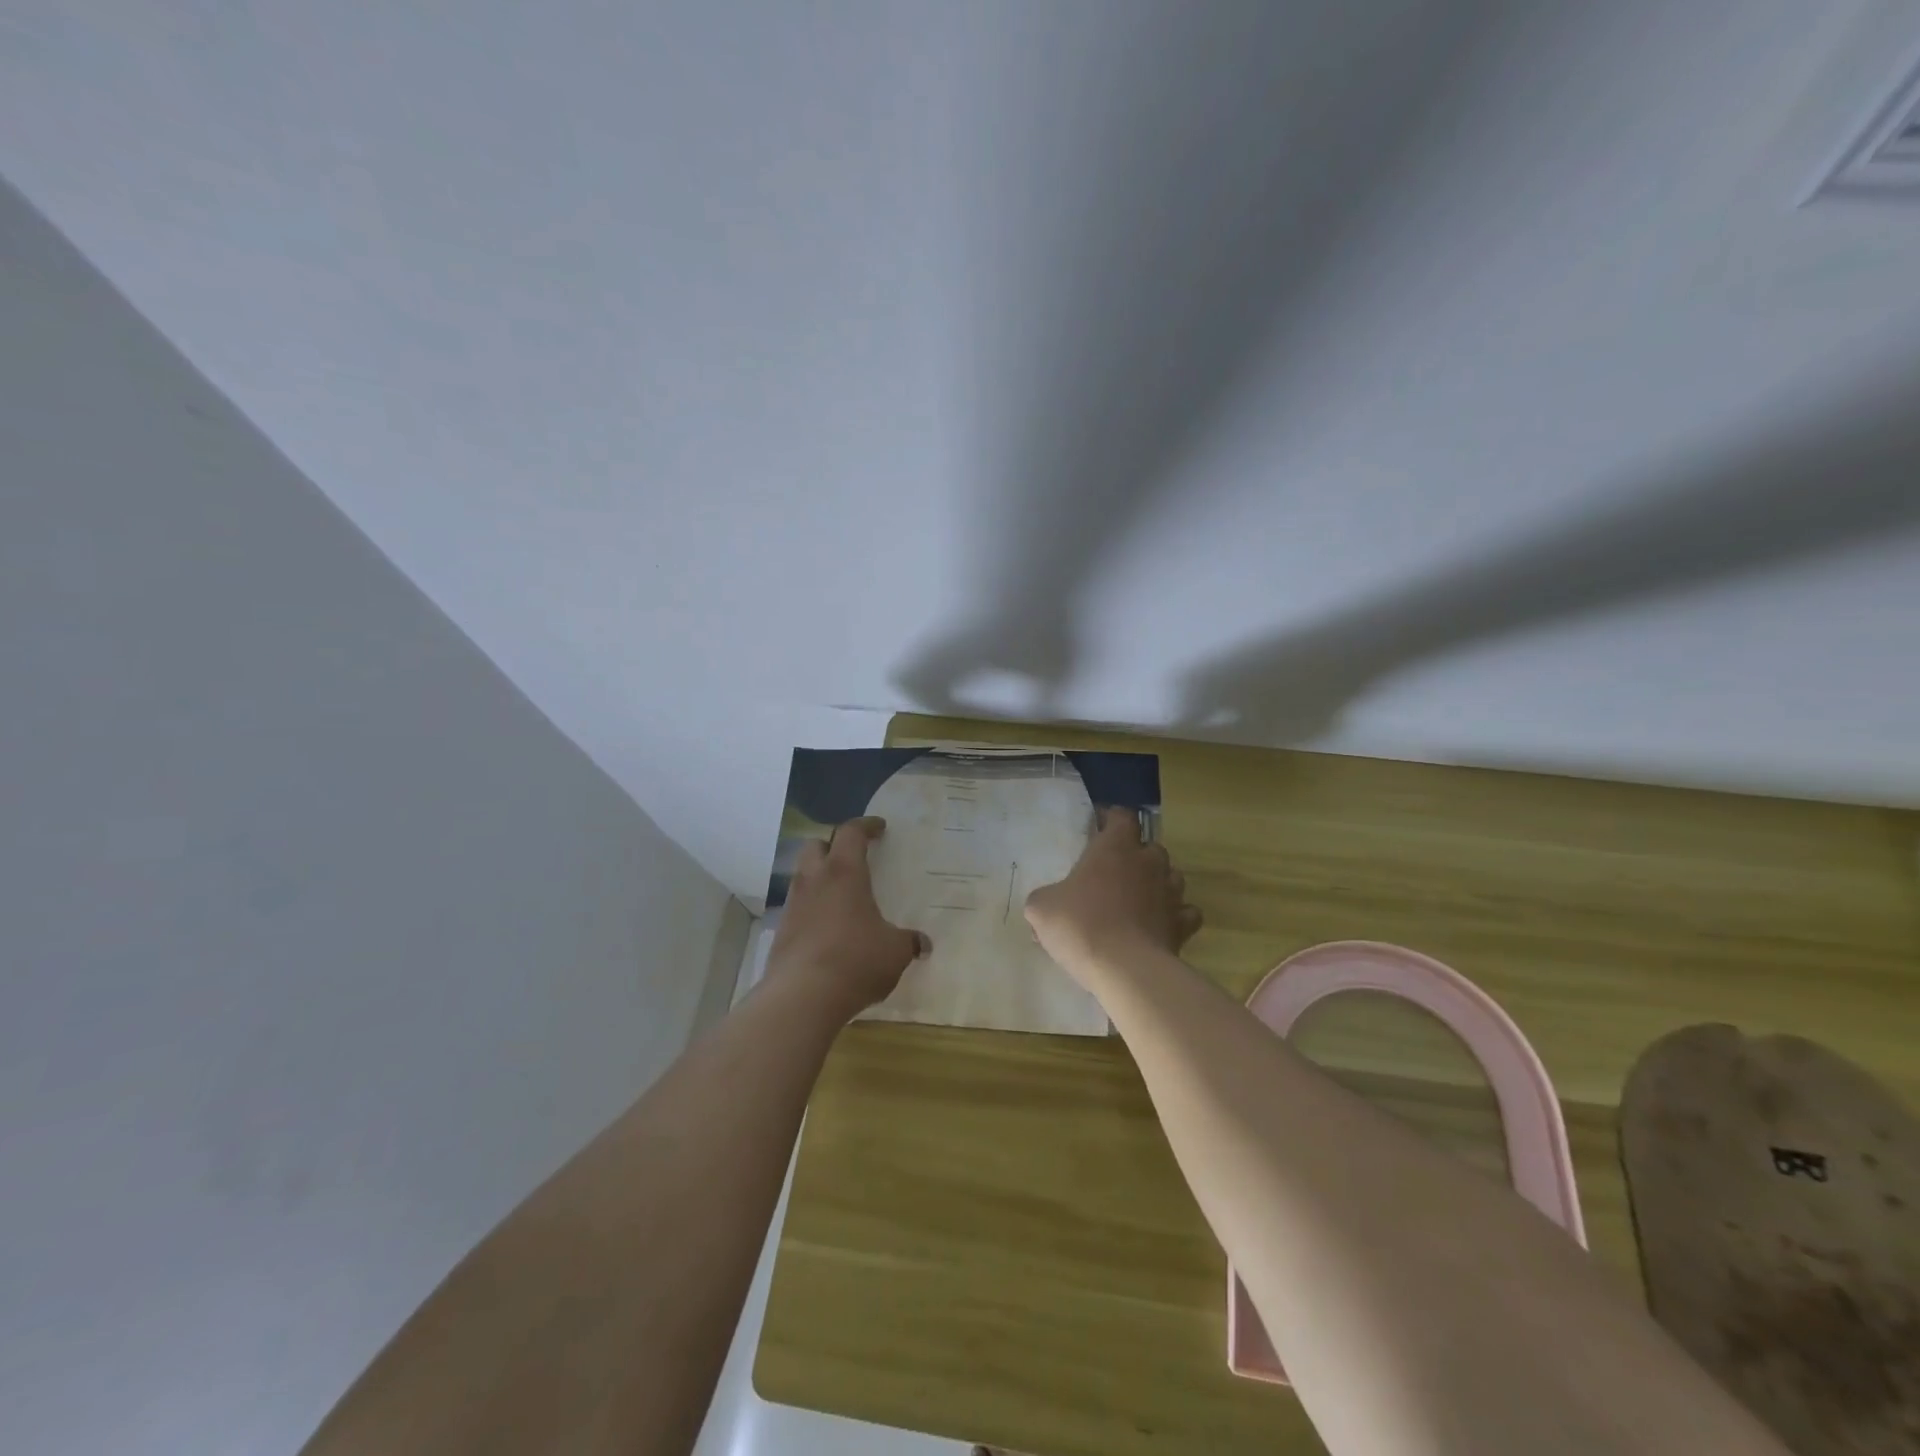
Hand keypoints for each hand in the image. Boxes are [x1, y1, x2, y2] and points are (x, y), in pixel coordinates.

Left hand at [768, 817, 928, 1019]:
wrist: (802, 996)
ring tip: (841, 896)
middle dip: (833, 846)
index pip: (851, 832)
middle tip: (852, 858)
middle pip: (816, 846)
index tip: (879, 828)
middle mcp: (814, 880)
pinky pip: (797, 908)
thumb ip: (909, 942)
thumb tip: (923, 944)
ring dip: (820, 878)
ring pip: (803, 876)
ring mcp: (793, 906)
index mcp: (844, 872)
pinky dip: (812, 909)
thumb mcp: (894, 952)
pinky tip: (828, 929)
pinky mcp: (781, 932)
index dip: (865, 826)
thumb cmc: (856, 960)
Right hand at [1025, 808, 1201, 980]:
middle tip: (1114, 871)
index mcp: (1115, 847)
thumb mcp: (1041, 908)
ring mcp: (1170, 893)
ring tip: (1138, 898)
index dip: (1111, 819)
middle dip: (1136, 855)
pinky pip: (1185, 912)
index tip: (1099, 828)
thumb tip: (1048, 902)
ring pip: (1171, 876)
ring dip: (1157, 882)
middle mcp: (1148, 862)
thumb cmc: (1080, 925)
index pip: (1122, 816)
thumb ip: (1045, 897)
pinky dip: (1175, 915)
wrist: (1124, 968)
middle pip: (1150, 846)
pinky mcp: (1183, 924)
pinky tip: (1160, 925)